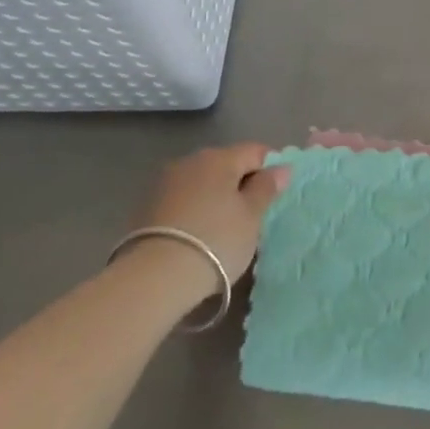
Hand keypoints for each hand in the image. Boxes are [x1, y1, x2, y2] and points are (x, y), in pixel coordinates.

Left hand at [136, 143, 288, 284]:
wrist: (155, 278)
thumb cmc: (215, 241)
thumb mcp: (251, 216)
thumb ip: (266, 188)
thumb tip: (281, 167)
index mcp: (220, 157)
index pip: (255, 151)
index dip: (272, 168)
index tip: (278, 193)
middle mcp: (191, 161)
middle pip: (227, 164)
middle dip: (242, 182)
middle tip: (254, 213)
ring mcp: (166, 182)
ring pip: (203, 181)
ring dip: (217, 196)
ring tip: (226, 226)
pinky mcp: (148, 206)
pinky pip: (184, 199)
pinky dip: (197, 209)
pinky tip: (200, 233)